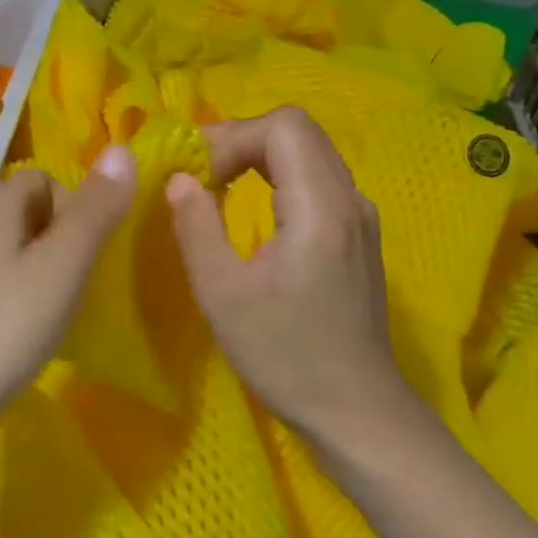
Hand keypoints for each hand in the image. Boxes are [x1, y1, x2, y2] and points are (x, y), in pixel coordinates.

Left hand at [0, 146, 136, 468]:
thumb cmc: (6, 326)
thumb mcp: (62, 266)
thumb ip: (94, 210)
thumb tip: (122, 149)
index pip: (42, 177)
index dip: (73, 204)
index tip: (86, 250)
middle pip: (26, 210)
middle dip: (61, 236)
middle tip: (78, 280)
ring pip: (12, 247)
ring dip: (42, 267)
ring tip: (59, 306)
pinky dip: (19, 292)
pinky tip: (28, 328)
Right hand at [165, 107, 408, 434]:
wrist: (356, 411)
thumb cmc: (285, 355)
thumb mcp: (222, 294)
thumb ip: (196, 226)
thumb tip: (178, 179)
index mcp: (321, 207)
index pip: (283, 125)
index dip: (232, 135)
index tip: (196, 173)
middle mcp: (350, 199)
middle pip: (297, 130)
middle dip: (241, 140)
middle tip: (198, 173)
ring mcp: (360, 217)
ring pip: (308, 152)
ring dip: (258, 157)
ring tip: (216, 187)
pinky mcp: (357, 236)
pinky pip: (316, 180)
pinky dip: (277, 178)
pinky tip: (252, 212)